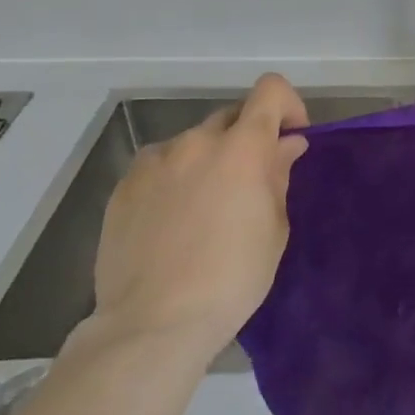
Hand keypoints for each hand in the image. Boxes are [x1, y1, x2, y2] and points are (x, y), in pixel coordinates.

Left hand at [88, 74, 309, 348]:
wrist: (153, 323)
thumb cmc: (231, 278)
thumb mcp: (274, 228)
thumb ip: (278, 175)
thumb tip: (286, 144)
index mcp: (242, 147)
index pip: (270, 90)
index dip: (287, 105)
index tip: (290, 138)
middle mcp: (197, 141)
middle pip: (231, 116)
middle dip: (247, 139)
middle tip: (250, 182)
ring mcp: (155, 161)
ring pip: (193, 143)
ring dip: (208, 159)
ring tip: (204, 206)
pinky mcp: (124, 185)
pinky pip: (160, 165)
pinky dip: (174, 178)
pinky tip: (171, 219)